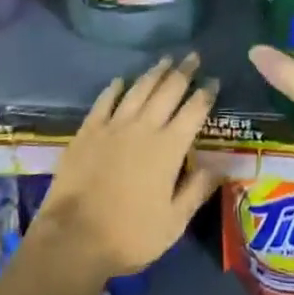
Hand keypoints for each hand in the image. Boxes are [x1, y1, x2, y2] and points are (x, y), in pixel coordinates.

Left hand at [34, 54, 220, 281]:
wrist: (73, 238)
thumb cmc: (129, 235)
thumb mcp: (173, 223)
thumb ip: (197, 190)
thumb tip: (220, 166)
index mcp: (169, 148)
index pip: (194, 111)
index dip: (206, 94)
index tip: (214, 80)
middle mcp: (144, 127)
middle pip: (168, 90)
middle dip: (183, 71)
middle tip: (193, 56)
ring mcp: (114, 125)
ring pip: (139, 89)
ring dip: (154, 72)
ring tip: (165, 59)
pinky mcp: (88, 130)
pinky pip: (105, 100)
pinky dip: (115, 88)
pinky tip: (121, 80)